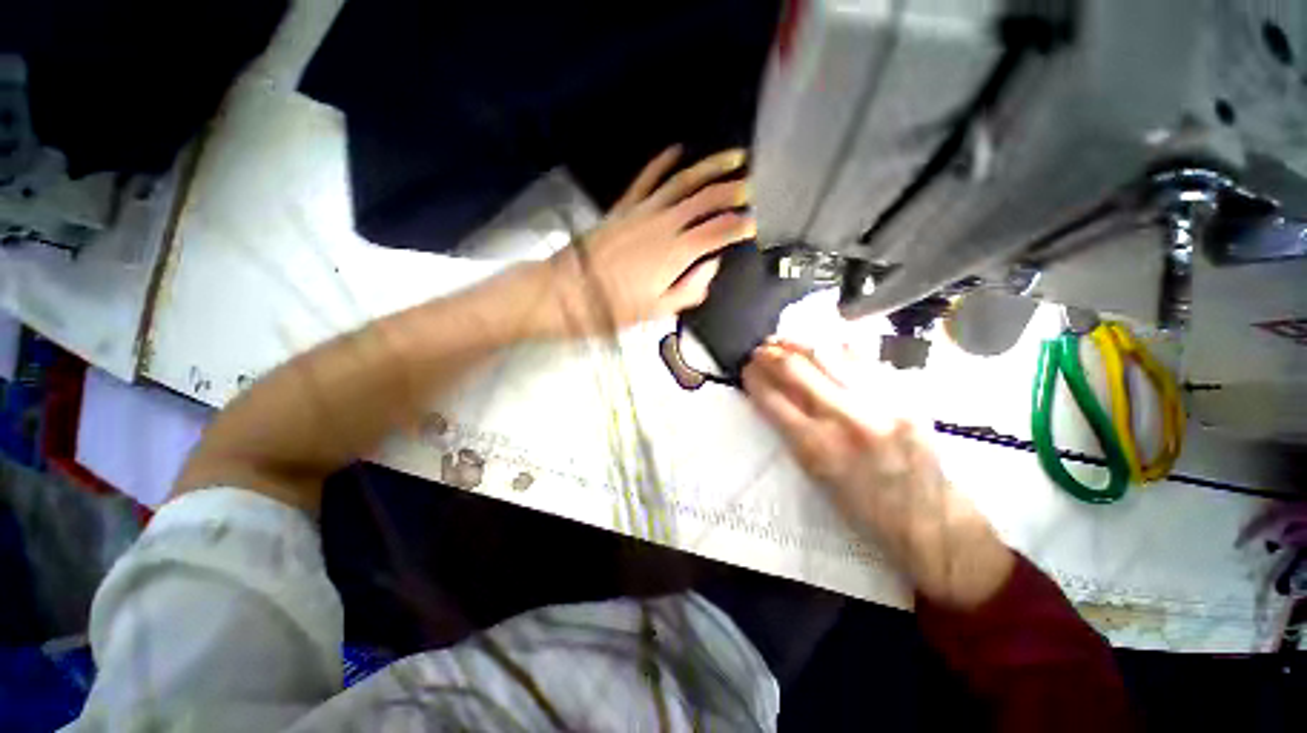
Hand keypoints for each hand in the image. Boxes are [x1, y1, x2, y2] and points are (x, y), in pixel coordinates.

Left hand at [539, 146, 755, 335]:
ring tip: (734, 157)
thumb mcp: (658, 310)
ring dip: (711, 167)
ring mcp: (644, 210)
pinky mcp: (625, 206)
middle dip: (736, 190)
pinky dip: (663, 162)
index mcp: (677, 252)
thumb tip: (711, 266)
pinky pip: (648, 178)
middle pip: (708, 199)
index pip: (720, 232)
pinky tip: (678, 150)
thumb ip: (690, 288)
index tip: (758, 224)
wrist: (569, 290)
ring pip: (684, 181)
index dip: (742, 226)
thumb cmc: (615, 306)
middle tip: (756, 185)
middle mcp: (665, 223)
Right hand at [743, 339, 1013, 608]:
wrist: (932, 523)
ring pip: (829, 356)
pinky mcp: (905, 396)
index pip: (773, 399)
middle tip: (760, 349)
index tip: (747, 369)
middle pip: (797, 370)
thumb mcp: (816, 478)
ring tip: (783, 340)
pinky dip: (838, 348)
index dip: (754, 379)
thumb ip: (795, 432)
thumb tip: (777, 397)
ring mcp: (879, 403)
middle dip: (771, 354)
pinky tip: (825, 343)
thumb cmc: (864, 511)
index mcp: (817, 449)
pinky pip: (865, 359)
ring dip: (799, 344)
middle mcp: (846, 420)